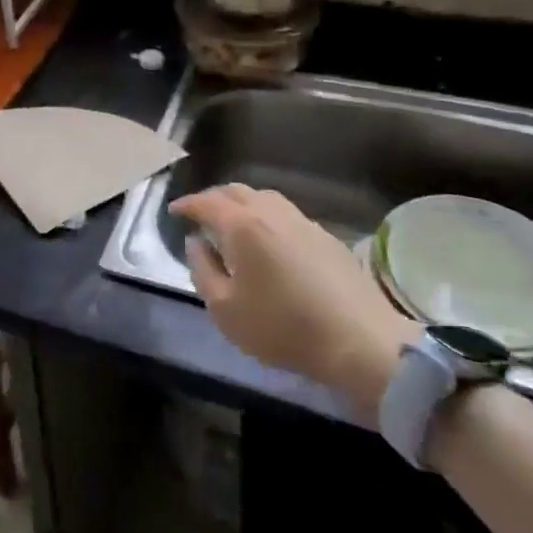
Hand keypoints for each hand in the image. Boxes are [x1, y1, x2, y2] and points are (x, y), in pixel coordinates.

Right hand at [172, 184, 416, 410]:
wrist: (359, 341)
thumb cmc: (281, 327)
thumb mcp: (225, 309)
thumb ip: (202, 270)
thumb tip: (196, 243)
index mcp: (241, 224)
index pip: (206, 202)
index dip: (186, 204)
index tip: (173, 211)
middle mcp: (271, 211)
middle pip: (235, 191)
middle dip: (213, 199)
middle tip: (200, 216)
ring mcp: (302, 220)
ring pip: (264, 198)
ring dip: (242, 205)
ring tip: (233, 225)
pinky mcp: (326, 236)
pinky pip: (285, 214)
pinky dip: (267, 217)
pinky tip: (269, 241)